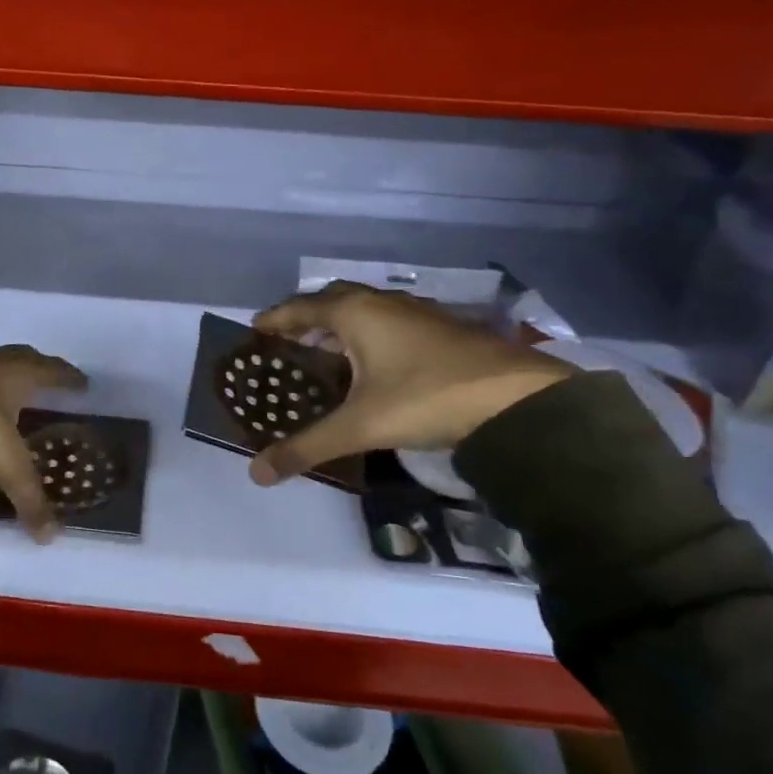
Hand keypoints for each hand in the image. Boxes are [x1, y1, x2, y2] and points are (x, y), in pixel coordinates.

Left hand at [0, 345, 88, 541]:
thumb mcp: (6, 464)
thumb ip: (28, 496)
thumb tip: (49, 536)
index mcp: (20, 373)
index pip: (53, 371)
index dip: (68, 378)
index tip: (81, 383)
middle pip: (24, 359)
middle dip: (38, 371)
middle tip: (48, 385)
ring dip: (2, 378)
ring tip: (9, 396)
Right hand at [247, 282, 571, 486]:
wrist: (518, 398)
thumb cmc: (427, 398)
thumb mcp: (361, 425)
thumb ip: (307, 447)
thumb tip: (256, 474)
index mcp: (355, 313)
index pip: (300, 307)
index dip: (275, 318)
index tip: (254, 330)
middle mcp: (382, 303)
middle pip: (332, 300)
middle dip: (306, 318)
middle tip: (287, 343)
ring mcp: (415, 313)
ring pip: (364, 310)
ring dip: (339, 326)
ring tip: (322, 354)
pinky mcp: (440, 328)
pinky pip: (387, 322)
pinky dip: (367, 335)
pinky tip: (371, 365)